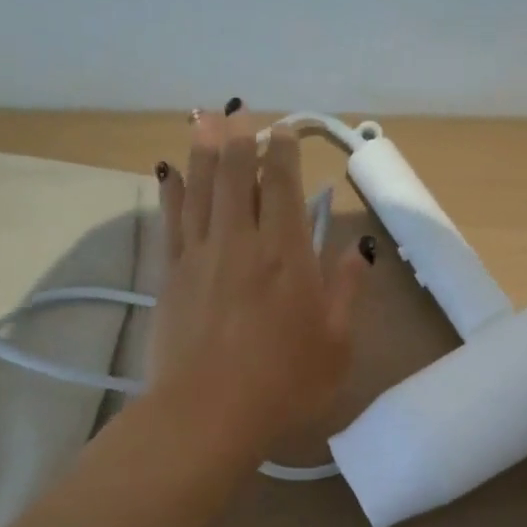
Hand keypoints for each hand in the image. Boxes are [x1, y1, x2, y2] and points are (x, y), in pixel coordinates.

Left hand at [150, 104, 370, 458]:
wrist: (208, 415)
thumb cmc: (284, 384)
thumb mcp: (337, 344)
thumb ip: (347, 291)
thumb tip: (357, 251)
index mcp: (286, 255)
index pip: (281, 186)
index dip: (281, 151)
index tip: (282, 130)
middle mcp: (241, 242)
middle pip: (234, 176)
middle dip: (237, 138)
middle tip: (237, 111)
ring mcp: (200, 257)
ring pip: (200, 189)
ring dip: (202, 151)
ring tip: (202, 119)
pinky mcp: (170, 277)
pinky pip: (171, 222)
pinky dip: (172, 192)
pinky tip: (170, 173)